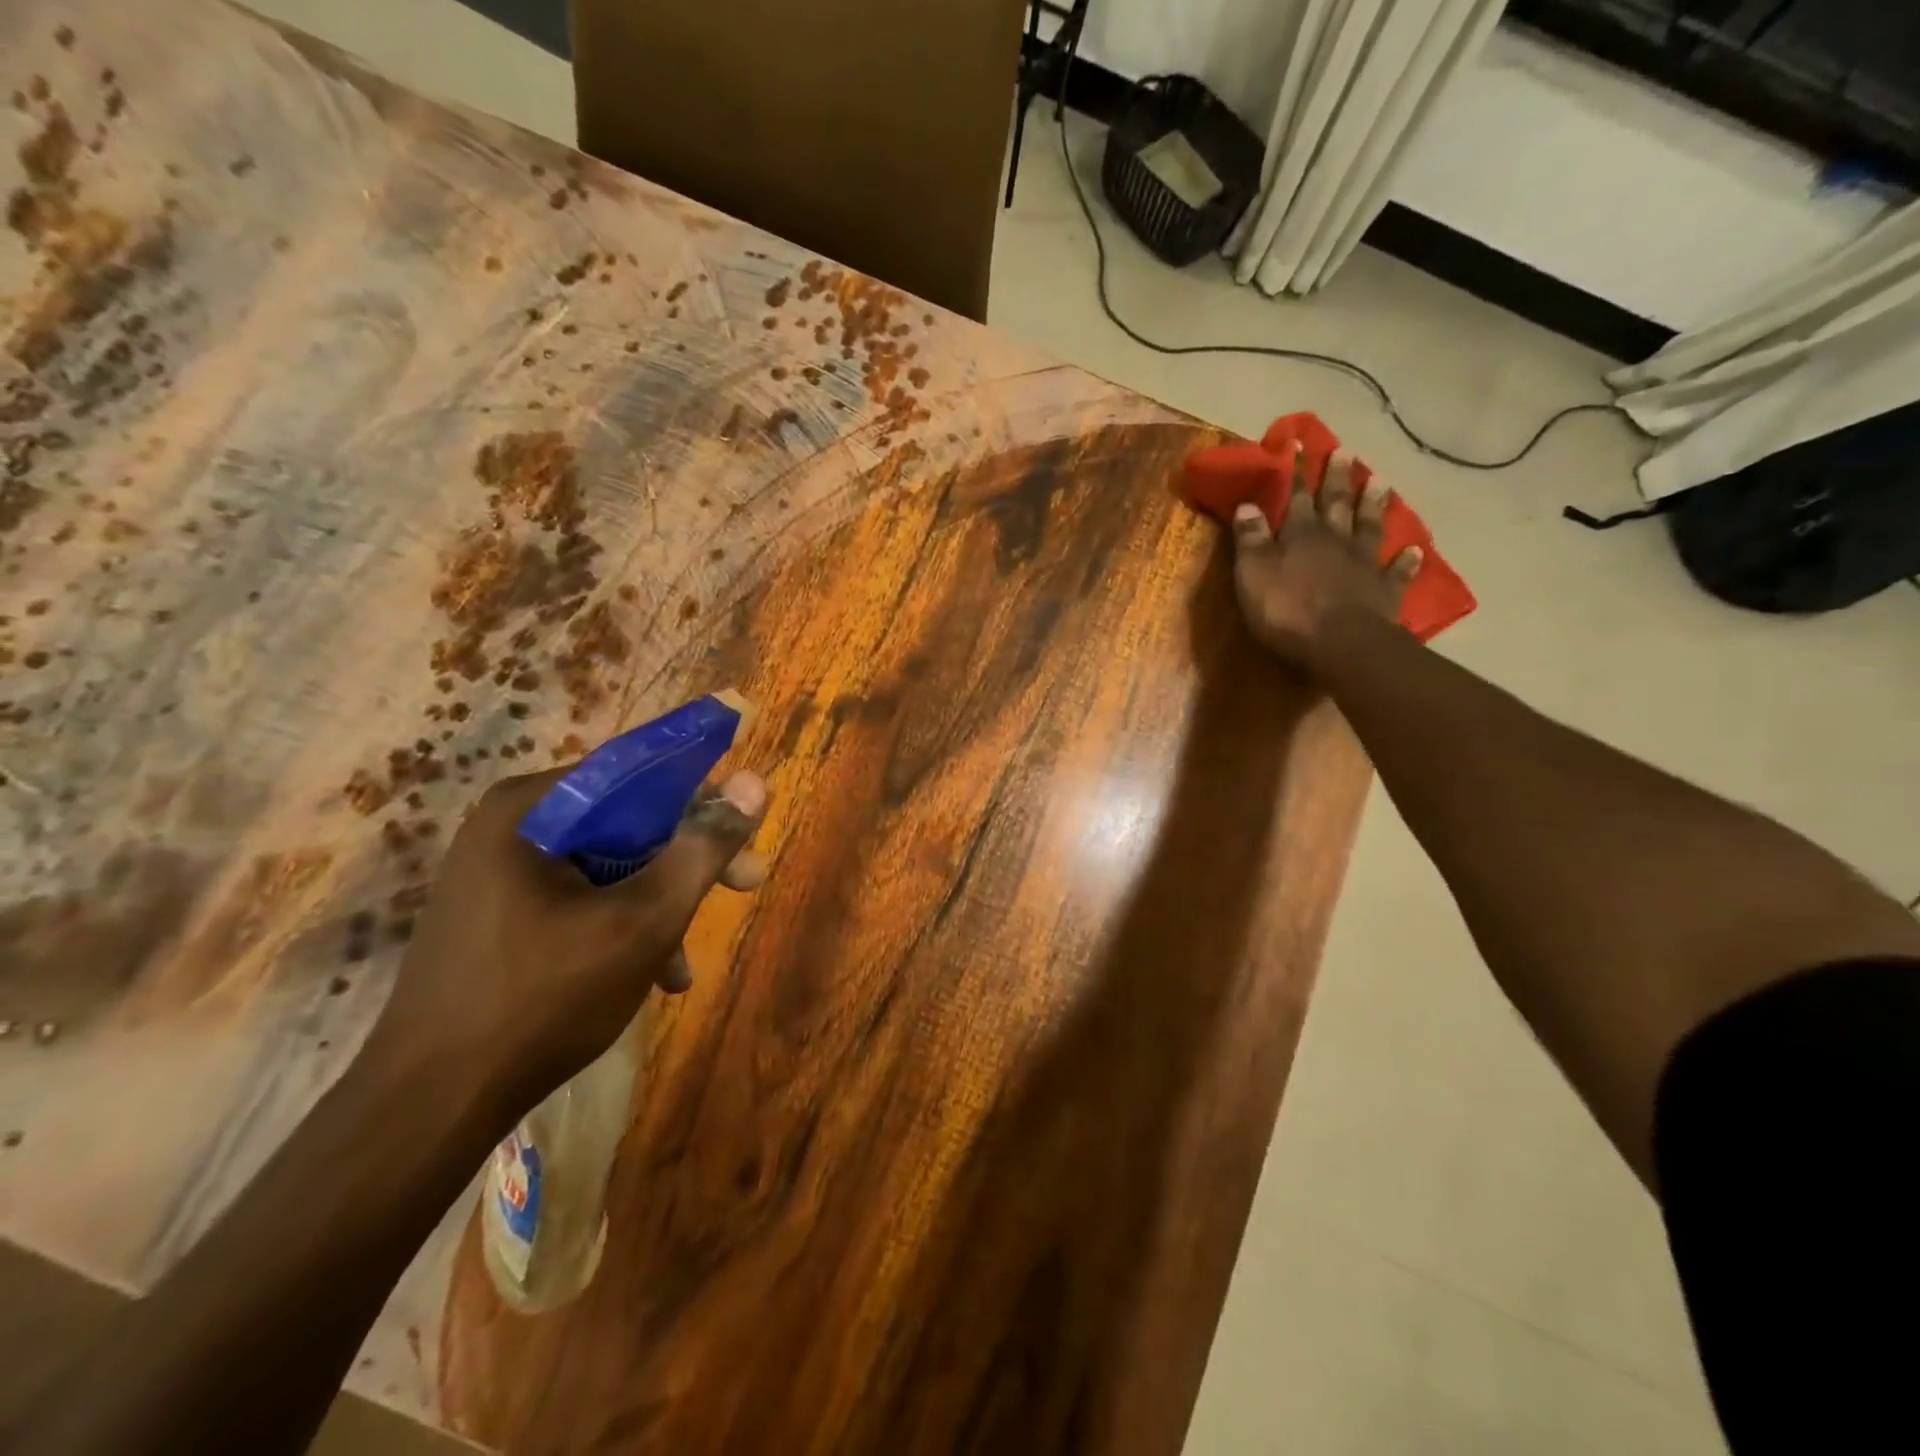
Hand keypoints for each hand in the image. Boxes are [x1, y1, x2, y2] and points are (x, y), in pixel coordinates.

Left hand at [365, 767, 766, 1111]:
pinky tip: (650, 976)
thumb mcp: (645, 920)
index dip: (703, 798)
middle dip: (687, 861)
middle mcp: (511, 826)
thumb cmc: (545, 998)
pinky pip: (578, 897)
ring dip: (658, 903)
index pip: (639, 772)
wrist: (429, 1106)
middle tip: (745, 885)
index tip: (745, 833)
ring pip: (608, 865)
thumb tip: (755, 782)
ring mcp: (498, 872)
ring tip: (685, 962)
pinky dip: (620, 925)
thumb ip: (703, 848)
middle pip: (627, 821)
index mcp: (533, 808)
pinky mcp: (496, 914)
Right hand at [1231, 449, 1423, 666]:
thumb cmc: (1286, 609)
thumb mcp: (1253, 573)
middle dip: (1338, 479)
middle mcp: (1336, 541)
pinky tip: (1416, 550)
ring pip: (1370, 527)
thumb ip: (1251, 540)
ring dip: (1375, 505)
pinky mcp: (1385, 592)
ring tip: (1381, 482)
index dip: (1297, 473)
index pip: (1296, 497)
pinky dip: (1407, 560)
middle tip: (1346, 452)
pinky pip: (1398, 572)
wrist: (1340, 643)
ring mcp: (1364, 565)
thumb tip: (1248, 504)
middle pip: (1337, 504)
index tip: (1300, 446)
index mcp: (1301, 534)